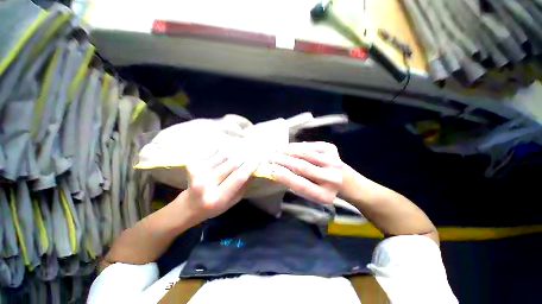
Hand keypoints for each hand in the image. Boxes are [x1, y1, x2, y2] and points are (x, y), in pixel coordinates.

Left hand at [179, 151, 259, 220]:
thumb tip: (255, 169)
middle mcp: (206, 184)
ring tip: (242, 151)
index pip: (239, 177)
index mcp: (218, 198)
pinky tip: (229, 152)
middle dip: (245, 156)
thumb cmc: (214, 206)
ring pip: (224, 155)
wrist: (188, 206)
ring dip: (236, 152)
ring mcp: (197, 172)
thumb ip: (244, 186)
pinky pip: (215, 153)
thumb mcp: (233, 201)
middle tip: (253, 152)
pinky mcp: (193, 164)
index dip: (251, 166)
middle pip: (232, 163)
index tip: (259, 158)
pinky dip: (225, 151)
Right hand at [271, 142, 342, 203]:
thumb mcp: (309, 193)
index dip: (284, 176)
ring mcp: (333, 161)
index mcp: (324, 195)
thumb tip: (277, 170)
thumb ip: (295, 183)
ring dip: (288, 151)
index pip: (300, 184)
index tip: (270, 169)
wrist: (345, 180)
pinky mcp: (332, 149)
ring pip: (305, 154)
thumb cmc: (322, 188)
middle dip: (283, 160)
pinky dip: (297, 146)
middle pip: (301, 167)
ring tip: (276, 150)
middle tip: (270, 157)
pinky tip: (288, 147)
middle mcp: (331, 178)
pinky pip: (309, 146)